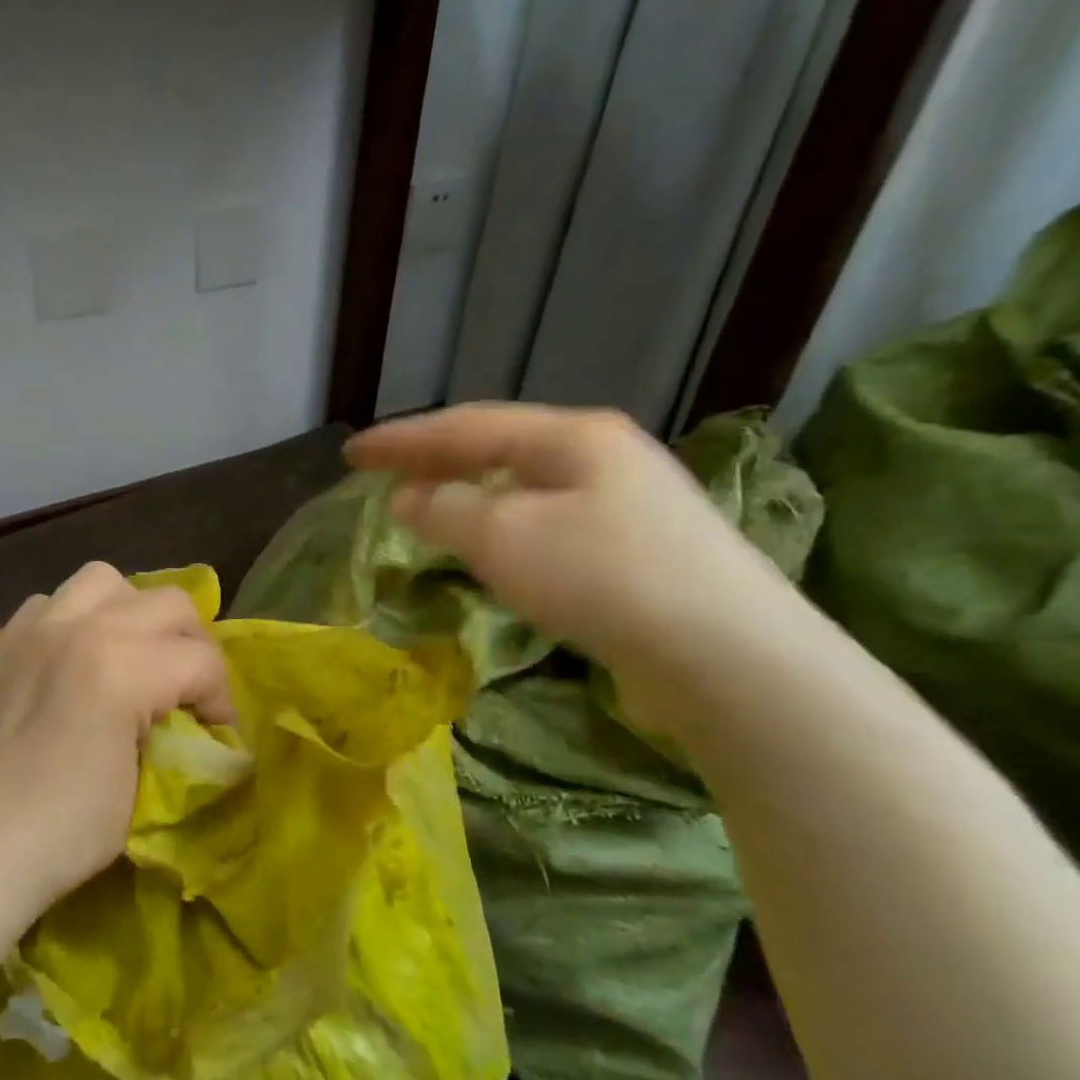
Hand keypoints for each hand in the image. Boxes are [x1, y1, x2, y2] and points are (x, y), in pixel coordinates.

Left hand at [0, 562, 235, 935]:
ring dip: (132, 613)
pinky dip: (76, 620)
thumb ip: (168, 736)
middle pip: (167, 602)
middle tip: (186, 689)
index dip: (221, 698)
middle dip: (191, 644)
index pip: (201, 658)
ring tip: (130, 656)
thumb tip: (184, 723)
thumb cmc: (61, 833)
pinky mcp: (2, 643)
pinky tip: (73, 662)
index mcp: (119, 667)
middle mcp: (78, 629)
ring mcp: (33, 630)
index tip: (215, 732)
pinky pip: (51, 603)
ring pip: (104, 581)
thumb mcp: (140, 791)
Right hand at [347, 403, 805, 724]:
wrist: (728, 654)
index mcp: (570, 436)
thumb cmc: (602, 577)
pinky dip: (499, 522)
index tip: (350, 452)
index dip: (401, 439)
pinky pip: (545, 517)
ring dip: (466, 490)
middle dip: (433, 458)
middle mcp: (601, 455)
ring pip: (523, 483)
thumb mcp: (503, 537)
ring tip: (425, 502)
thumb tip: (407, 499)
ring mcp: (626, 499)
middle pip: (497, 445)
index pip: (465, 426)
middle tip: (380, 472)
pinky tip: (489, 542)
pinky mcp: (635, 546)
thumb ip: (443, 510)